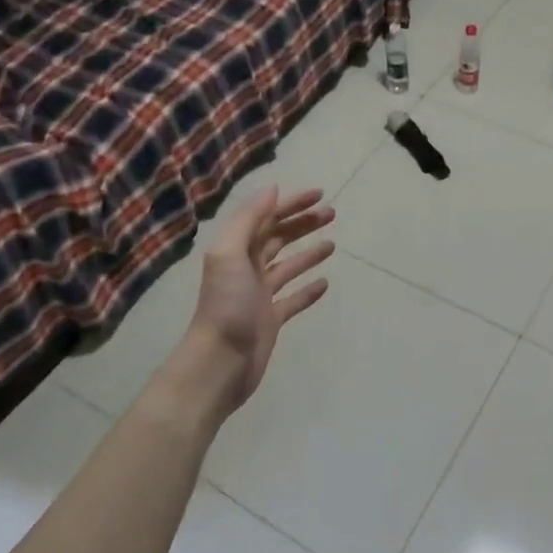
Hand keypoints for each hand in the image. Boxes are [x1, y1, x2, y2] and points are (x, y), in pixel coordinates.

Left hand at [178, 187, 334, 421]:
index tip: (319, 194)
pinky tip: (324, 283)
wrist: (220, 362)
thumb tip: (273, 190)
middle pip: (278, 238)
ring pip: (287, 266)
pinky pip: (292, 299)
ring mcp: (259, 295)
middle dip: (303, 224)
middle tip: (332, 214)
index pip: (267, 217)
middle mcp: (247, 268)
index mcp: (236, 250)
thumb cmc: (226, 305)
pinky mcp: (270, 320)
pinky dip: (308, 290)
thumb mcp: (230, 253)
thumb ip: (248, 219)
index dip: (291, 204)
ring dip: (308, 252)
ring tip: (333, 244)